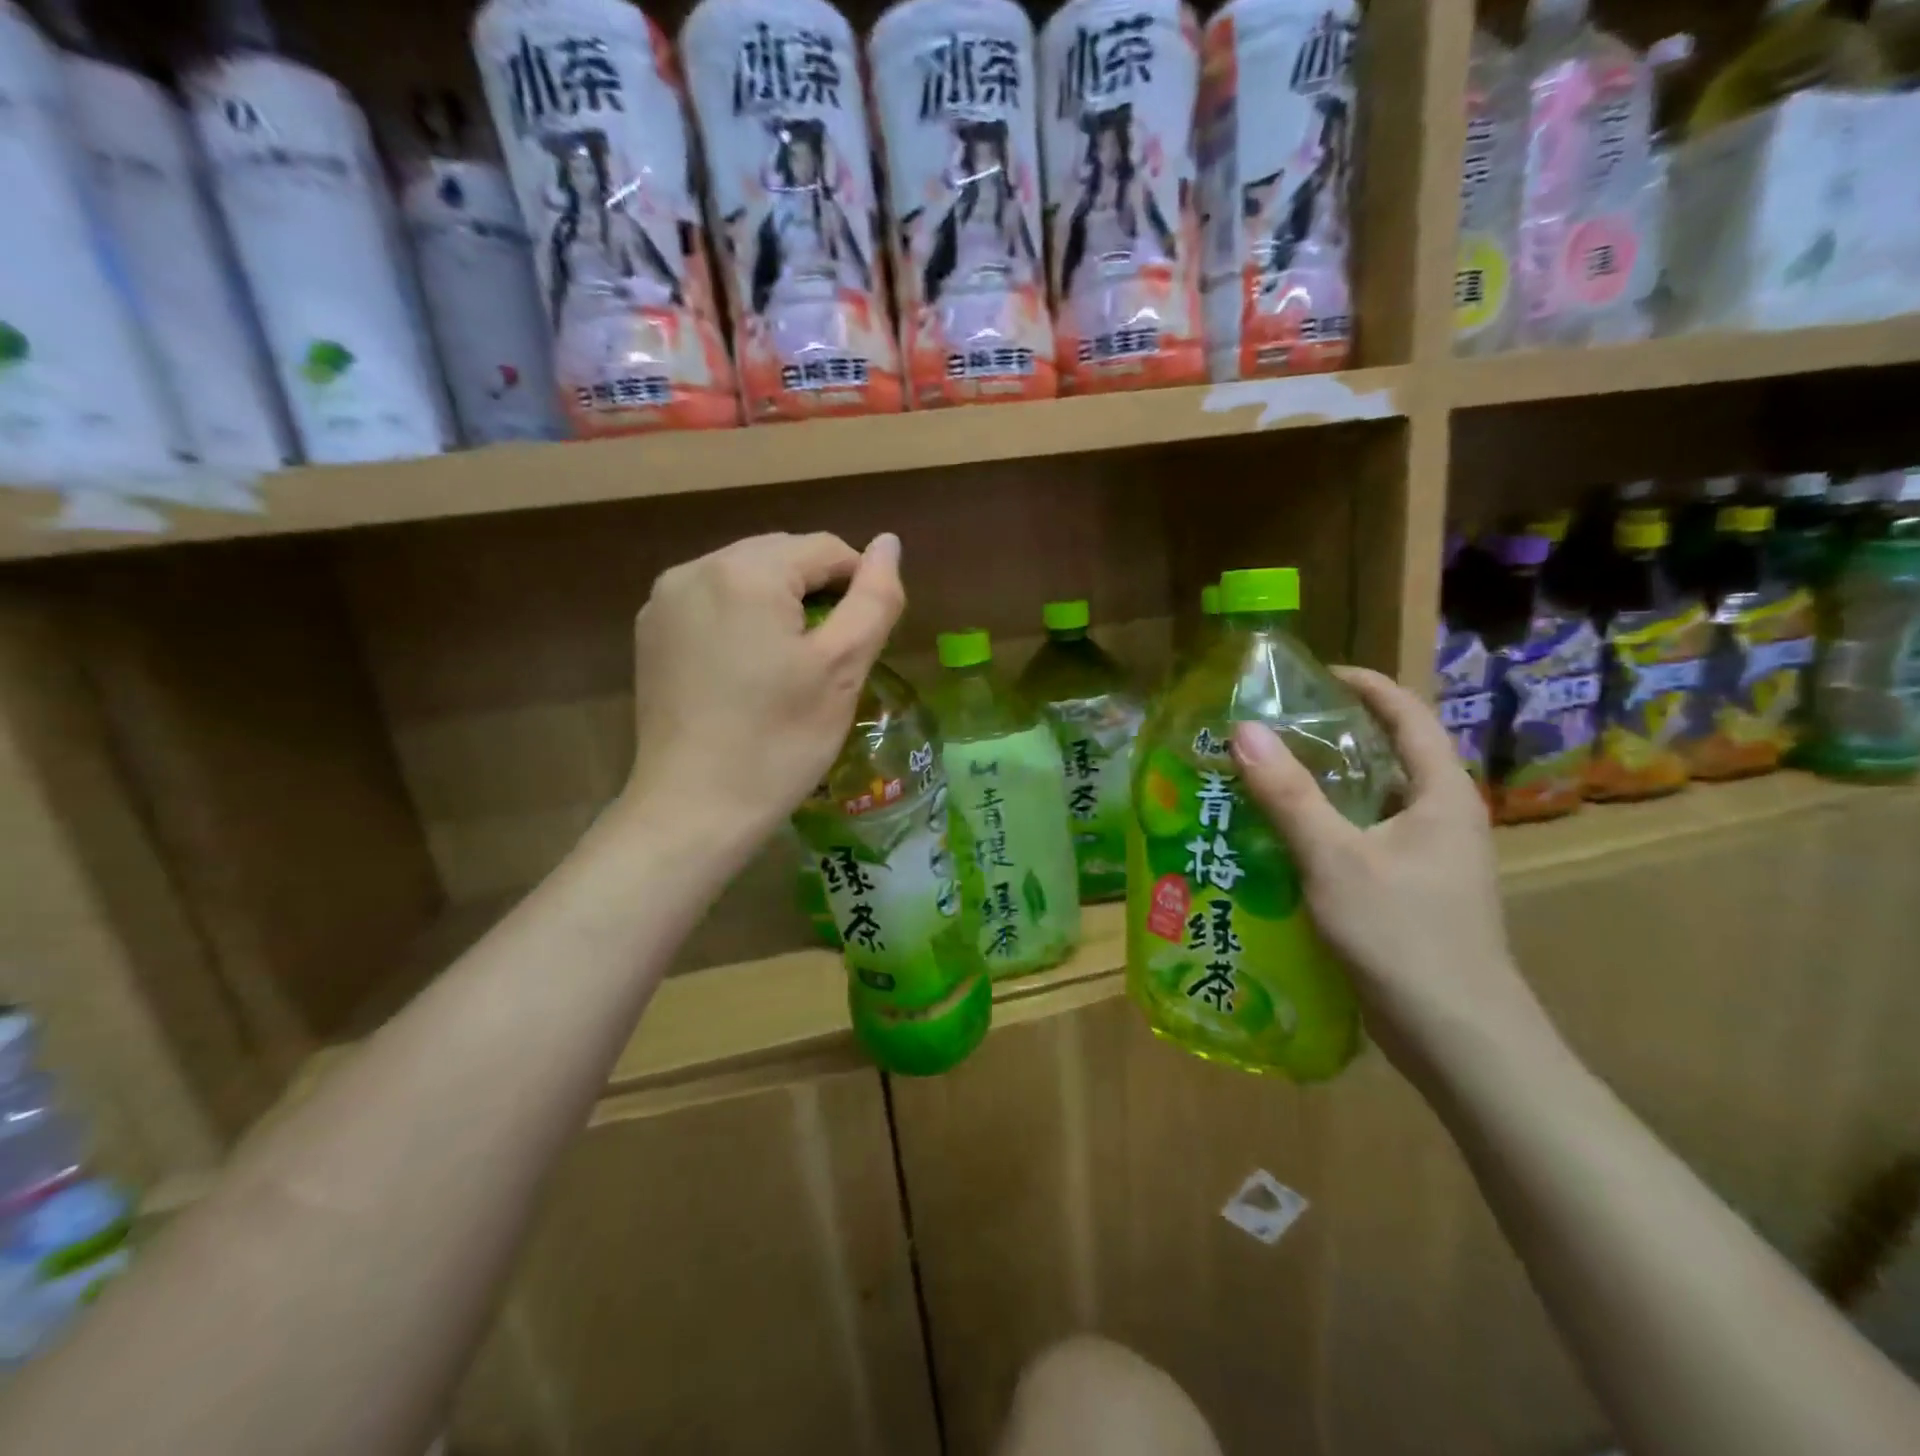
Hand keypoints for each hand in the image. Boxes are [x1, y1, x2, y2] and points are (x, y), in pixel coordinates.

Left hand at [620, 532, 903, 856]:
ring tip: (792, 664)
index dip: (858, 586)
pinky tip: (749, 669)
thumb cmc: (780, 741)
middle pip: (781, 557)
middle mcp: (696, 568)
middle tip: (830, 657)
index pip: (824, 549)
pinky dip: (742, 621)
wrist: (694, 809)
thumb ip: (874, 598)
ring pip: (746, 578)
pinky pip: (712, 603)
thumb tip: (888, 542)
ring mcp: (665, 600)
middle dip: (816, 593)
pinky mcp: (650, 633)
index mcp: (747, 571)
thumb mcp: (843, 669)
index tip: (864, 640)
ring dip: (780, 606)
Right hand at [1229, 668, 1555, 1083]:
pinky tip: (1280, 838)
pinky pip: (1362, 839)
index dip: (1365, 685)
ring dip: (1323, 785)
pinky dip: (1324, 827)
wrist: (1460, 1039)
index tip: (1313, 674)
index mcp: (1441, 795)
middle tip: (1270, 727)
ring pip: (1370, 802)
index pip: (1408, 716)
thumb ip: (1289, 795)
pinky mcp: (1410, 891)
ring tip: (1263, 775)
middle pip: (1387, 755)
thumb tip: (1244, 730)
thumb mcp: (1335, 859)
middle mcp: (1441, 817)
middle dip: (1331, 734)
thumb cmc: (1404, 936)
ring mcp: (1428, 858)